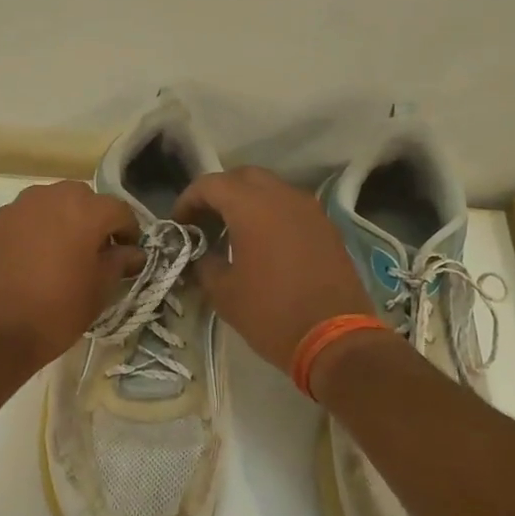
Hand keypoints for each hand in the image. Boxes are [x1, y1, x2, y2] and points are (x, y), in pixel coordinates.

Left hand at [0, 180, 143, 377]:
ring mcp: (19, 207)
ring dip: (66, 222)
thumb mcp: (97, 292)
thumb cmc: (54, 311)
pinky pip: (28, 218)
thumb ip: (119, 263)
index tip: (129, 254)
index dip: (130, 232)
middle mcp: (51, 196)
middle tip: (97, 253)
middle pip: (84, 200)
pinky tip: (36, 258)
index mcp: (84, 210)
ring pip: (53, 205)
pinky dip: (39, 230)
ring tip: (65, 254)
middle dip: (95, 222)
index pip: (119, 210)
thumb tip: (133, 252)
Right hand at [175, 166, 376, 376]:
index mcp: (251, 207)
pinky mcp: (326, 227)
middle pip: (243, 177)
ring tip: (232, 232)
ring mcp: (309, 209)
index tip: (179, 224)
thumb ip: (205, 264)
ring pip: (271, 188)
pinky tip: (263, 243)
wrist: (335, 338)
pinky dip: (271, 214)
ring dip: (248, 201)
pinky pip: (291, 207)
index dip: (188, 200)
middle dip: (219, 193)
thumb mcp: (224, 293)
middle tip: (205, 220)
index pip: (210, 184)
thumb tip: (201, 254)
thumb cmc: (271, 313)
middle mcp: (282, 197)